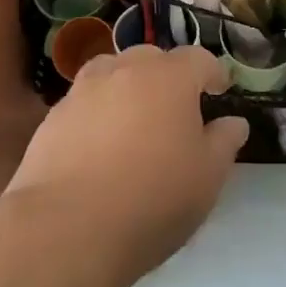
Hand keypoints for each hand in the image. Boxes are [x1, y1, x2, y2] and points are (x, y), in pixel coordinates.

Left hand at [6, 45, 245, 286]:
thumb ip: (224, 142)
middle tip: (176, 111)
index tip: (219, 93)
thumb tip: (233, 122)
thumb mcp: (208, 177)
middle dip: (168, 77)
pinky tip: (98, 149)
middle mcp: (125, 70)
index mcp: (170, 77)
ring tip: (134, 122)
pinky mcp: (53, 117)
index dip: (212, 74)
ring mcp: (83, 90)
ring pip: (112, 73)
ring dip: (127, 88)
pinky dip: (97, 114)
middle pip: (152, 58)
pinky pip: (84, 103)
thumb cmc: (153, 198)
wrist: (66, 228)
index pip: (198, 59)